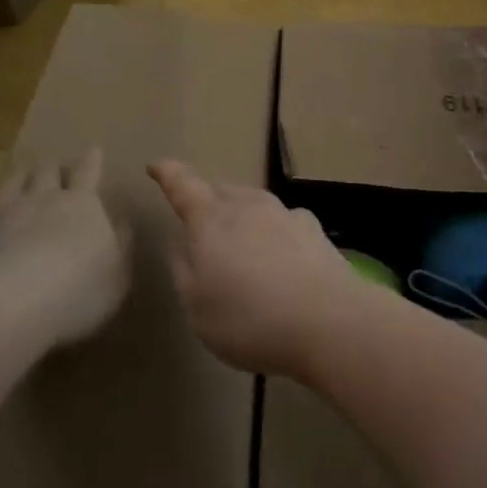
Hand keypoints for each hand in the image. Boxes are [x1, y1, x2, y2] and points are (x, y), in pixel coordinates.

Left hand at [0, 149, 130, 347]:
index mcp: (81, 205)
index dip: (92, 161)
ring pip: (10, 183)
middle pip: (46, 172)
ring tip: (20, 168)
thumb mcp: (117, 274)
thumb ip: (121, 244)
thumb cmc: (76, 291)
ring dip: (17, 174)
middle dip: (52, 166)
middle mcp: (40, 199)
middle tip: (53, 162)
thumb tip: (122, 221)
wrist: (6, 305)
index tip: (94, 149)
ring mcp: (1, 212)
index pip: (88, 174)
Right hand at [148, 160, 371, 377]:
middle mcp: (248, 206)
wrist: (330, 322)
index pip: (183, 186)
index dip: (168, 174)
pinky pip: (283, 223)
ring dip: (241, 217)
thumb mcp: (197, 306)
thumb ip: (184, 269)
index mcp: (211, 220)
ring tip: (239, 246)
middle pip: (221, 192)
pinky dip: (273, 233)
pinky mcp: (315, 231)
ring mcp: (285, 214)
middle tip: (199, 225)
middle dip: (206, 201)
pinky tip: (280, 257)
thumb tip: (182, 242)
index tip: (156, 165)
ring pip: (253, 204)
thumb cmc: (250, 319)